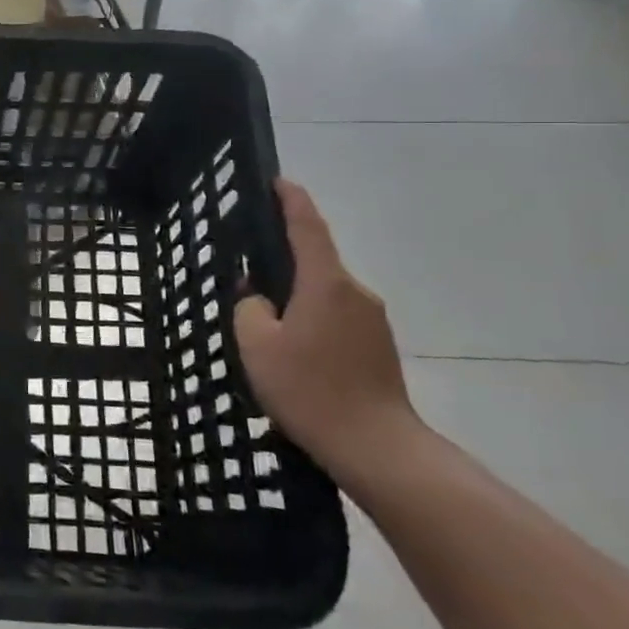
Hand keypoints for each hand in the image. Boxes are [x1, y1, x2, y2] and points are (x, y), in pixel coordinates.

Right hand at [233, 180, 421, 484]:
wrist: (375, 447)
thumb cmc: (310, 388)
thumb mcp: (257, 346)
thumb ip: (250, 309)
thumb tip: (258, 298)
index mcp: (325, 283)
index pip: (308, 227)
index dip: (292, 200)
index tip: (278, 181)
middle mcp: (355, 292)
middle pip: (316, 262)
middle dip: (285, 261)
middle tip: (250, 272)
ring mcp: (372, 320)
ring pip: (325, 293)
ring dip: (297, 296)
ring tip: (266, 322)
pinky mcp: (378, 346)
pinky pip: (337, 316)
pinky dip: (312, 319)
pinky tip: (292, 350)